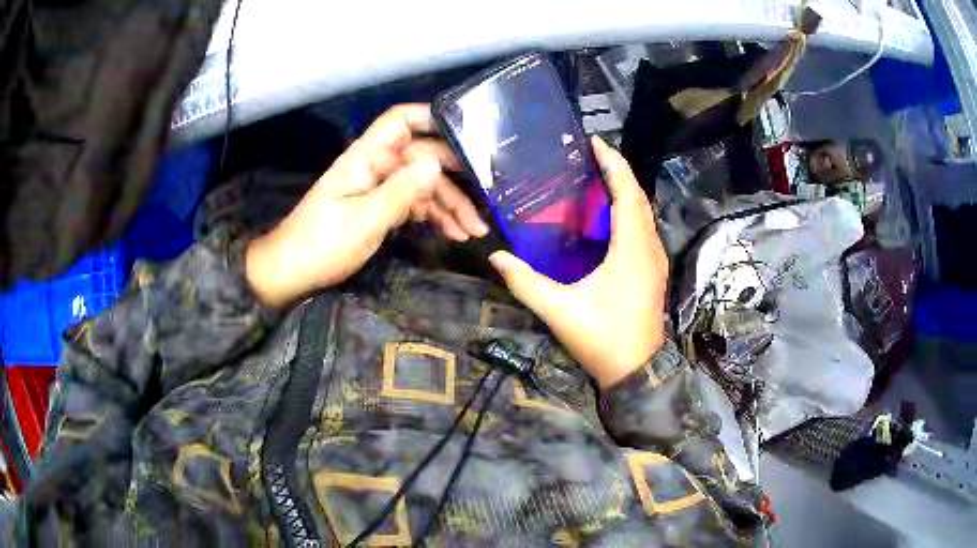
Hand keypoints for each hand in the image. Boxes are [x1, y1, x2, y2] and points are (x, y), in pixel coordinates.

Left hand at [246, 104, 487, 306]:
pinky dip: (435, 217)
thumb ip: (401, 192)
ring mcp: (378, 188)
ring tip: (475, 231)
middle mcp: (375, 166)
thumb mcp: (364, 220)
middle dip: (455, 179)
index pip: (401, 121)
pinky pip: (414, 205)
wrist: (291, 274)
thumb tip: (438, 164)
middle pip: (422, 158)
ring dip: (450, 205)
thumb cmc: (321, 245)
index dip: (433, 118)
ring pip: (423, 185)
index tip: (469, 133)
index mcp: (366, 157)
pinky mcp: (379, 208)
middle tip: (486, 201)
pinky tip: (454, 233)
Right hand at [489, 137, 667, 387]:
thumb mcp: (560, 311)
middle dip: (618, 172)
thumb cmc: (602, 338)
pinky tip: (608, 215)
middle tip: (590, 156)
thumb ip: (526, 283)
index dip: (614, 165)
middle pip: (639, 198)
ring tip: (597, 178)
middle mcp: (649, 248)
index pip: (628, 194)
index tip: (595, 143)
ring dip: (625, 190)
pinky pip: (644, 228)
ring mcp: (655, 260)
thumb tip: (495, 257)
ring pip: (644, 213)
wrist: (635, 369)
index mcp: (632, 250)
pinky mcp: (653, 270)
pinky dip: (629, 210)